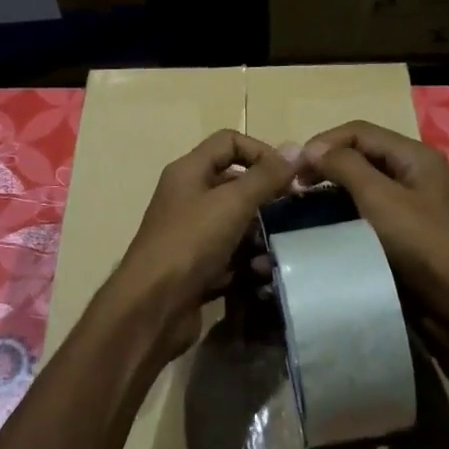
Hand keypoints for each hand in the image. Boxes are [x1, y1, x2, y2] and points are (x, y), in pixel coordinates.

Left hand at [112, 130, 296, 356]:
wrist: (152, 307)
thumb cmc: (190, 243)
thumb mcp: (231, 203)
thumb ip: (265, 176)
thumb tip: (295, 148)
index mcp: (189, 172)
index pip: (229, 142)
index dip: (261, 152)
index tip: (289, 177)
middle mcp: (188, 198)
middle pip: (235, 184)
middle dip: (266, 198)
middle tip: (295, 213)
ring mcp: (192, 234)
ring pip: (237, 224)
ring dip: (260, 236)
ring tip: (278, 251)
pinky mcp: (198, 267)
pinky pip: (231, 256)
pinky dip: (248, 264)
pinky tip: (261, 276)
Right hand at [301, 120, 448, 358]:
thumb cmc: (425, 245)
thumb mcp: (382, 199)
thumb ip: (345, 166)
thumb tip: (311, 149)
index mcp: (413, 156)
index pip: (357, 131)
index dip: (322, 143)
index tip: (292, 170)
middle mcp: (411, 174)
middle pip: (359, 157)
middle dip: (323, 169)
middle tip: (293, 192)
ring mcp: (408, 206)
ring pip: (359, 189)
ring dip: (329, 196)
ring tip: (300, 212)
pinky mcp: (402, 236)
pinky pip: (365, 216)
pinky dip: (341, 219)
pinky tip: (321, 232)